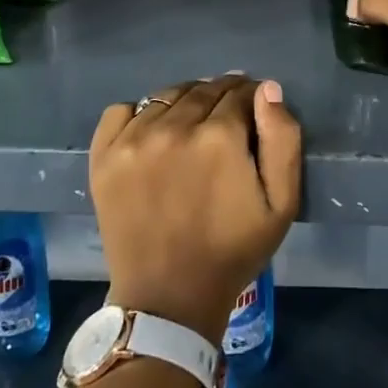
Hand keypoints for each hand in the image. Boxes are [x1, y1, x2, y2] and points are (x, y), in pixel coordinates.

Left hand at [90, 75, 301, 346]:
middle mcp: (173, 127)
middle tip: (226, 123)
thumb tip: (267, 89)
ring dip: (184, 103)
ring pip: (167, 96)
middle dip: (221, 98)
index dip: (251, 99)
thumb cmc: (233, 250)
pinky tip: (151, 135)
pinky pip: (121, 110)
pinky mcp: (104, 154)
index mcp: (219, 136)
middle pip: (204, 89)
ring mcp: (133, 139)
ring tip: (191, 129)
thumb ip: (283, 139)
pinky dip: (139, 114)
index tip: (253, 115)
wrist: (169, 298)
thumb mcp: (282, 203)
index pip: (240, 92)